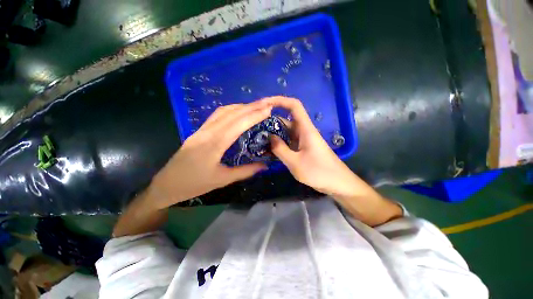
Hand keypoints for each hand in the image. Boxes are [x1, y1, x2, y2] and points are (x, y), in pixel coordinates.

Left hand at [147, 101, 271, 208]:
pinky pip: (217, 115)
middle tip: (267, 104)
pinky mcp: (199, 131)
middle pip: (231, 113)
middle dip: (251, 107)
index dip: (254, 115)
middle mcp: (207, 132)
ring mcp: (201, 130)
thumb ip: (245, 171)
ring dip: (241, 106)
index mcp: (214, 144)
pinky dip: (231, 110)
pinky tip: (238, 112)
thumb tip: (264, 165)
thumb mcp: (223, 179)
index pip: (238, 124)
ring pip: (223, 111)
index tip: (268, 110)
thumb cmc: (194, 185)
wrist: (165, 185)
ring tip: (256, 107)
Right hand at [264, 96, 364, 197]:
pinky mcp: (303, 148)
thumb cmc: (319, 172)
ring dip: (274, 134)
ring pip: (286, 132)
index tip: (265, 104)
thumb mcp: (296, 162)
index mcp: (305, 129)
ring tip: (258, 140)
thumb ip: (280, 149)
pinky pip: (289, 142)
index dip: (280, 100)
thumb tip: (270, 137)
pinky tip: (269, 150)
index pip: (294, 106)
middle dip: (271, 122)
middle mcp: (304, 131)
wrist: (338, 183)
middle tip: (255, 129)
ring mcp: (303, 140)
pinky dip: (279, 144)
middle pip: (286, 120)